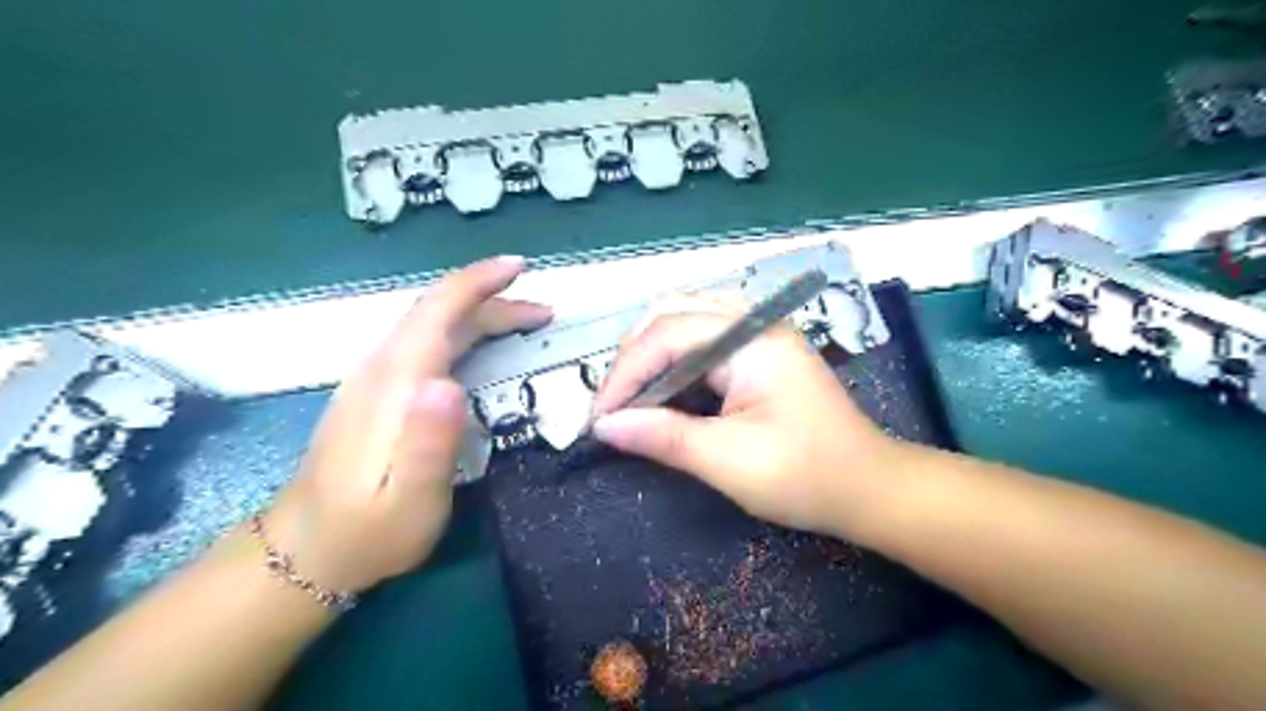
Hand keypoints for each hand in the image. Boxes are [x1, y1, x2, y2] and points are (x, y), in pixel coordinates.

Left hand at [260, 258, 549, 591]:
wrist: (307, 551)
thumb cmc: (370, 530)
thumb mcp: (411, 499)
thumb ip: (430, 442)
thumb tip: (449, 383)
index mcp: (396, 384)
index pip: (438, 312)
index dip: (478, 282)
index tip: (520, 267)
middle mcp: (382, 370)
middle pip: (439, 313)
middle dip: (493, 301)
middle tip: (544, 312)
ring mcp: (375, 380)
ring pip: (431, 326)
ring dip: (480, 314)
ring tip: (524, 323)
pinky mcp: (377, 394)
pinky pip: (425, 343)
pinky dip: (461, 331)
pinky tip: (478, 347)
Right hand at [591, 296, 900, 539]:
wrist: (870, 489)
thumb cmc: (806, 476)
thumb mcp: (728, 461)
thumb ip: (663, 436)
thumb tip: (604, 426)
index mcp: (752, 340)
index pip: (668, 334)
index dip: (625, 373)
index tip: (599, 417)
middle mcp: (754, 322)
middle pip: (673, 313)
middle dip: (634, 356)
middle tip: (614, 404)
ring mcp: (759, 333)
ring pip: (685, 321)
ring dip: (651, 356)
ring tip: (631, 398)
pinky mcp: (759, 352)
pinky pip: (702, 341)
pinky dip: (674, 363)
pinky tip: (663, 392)